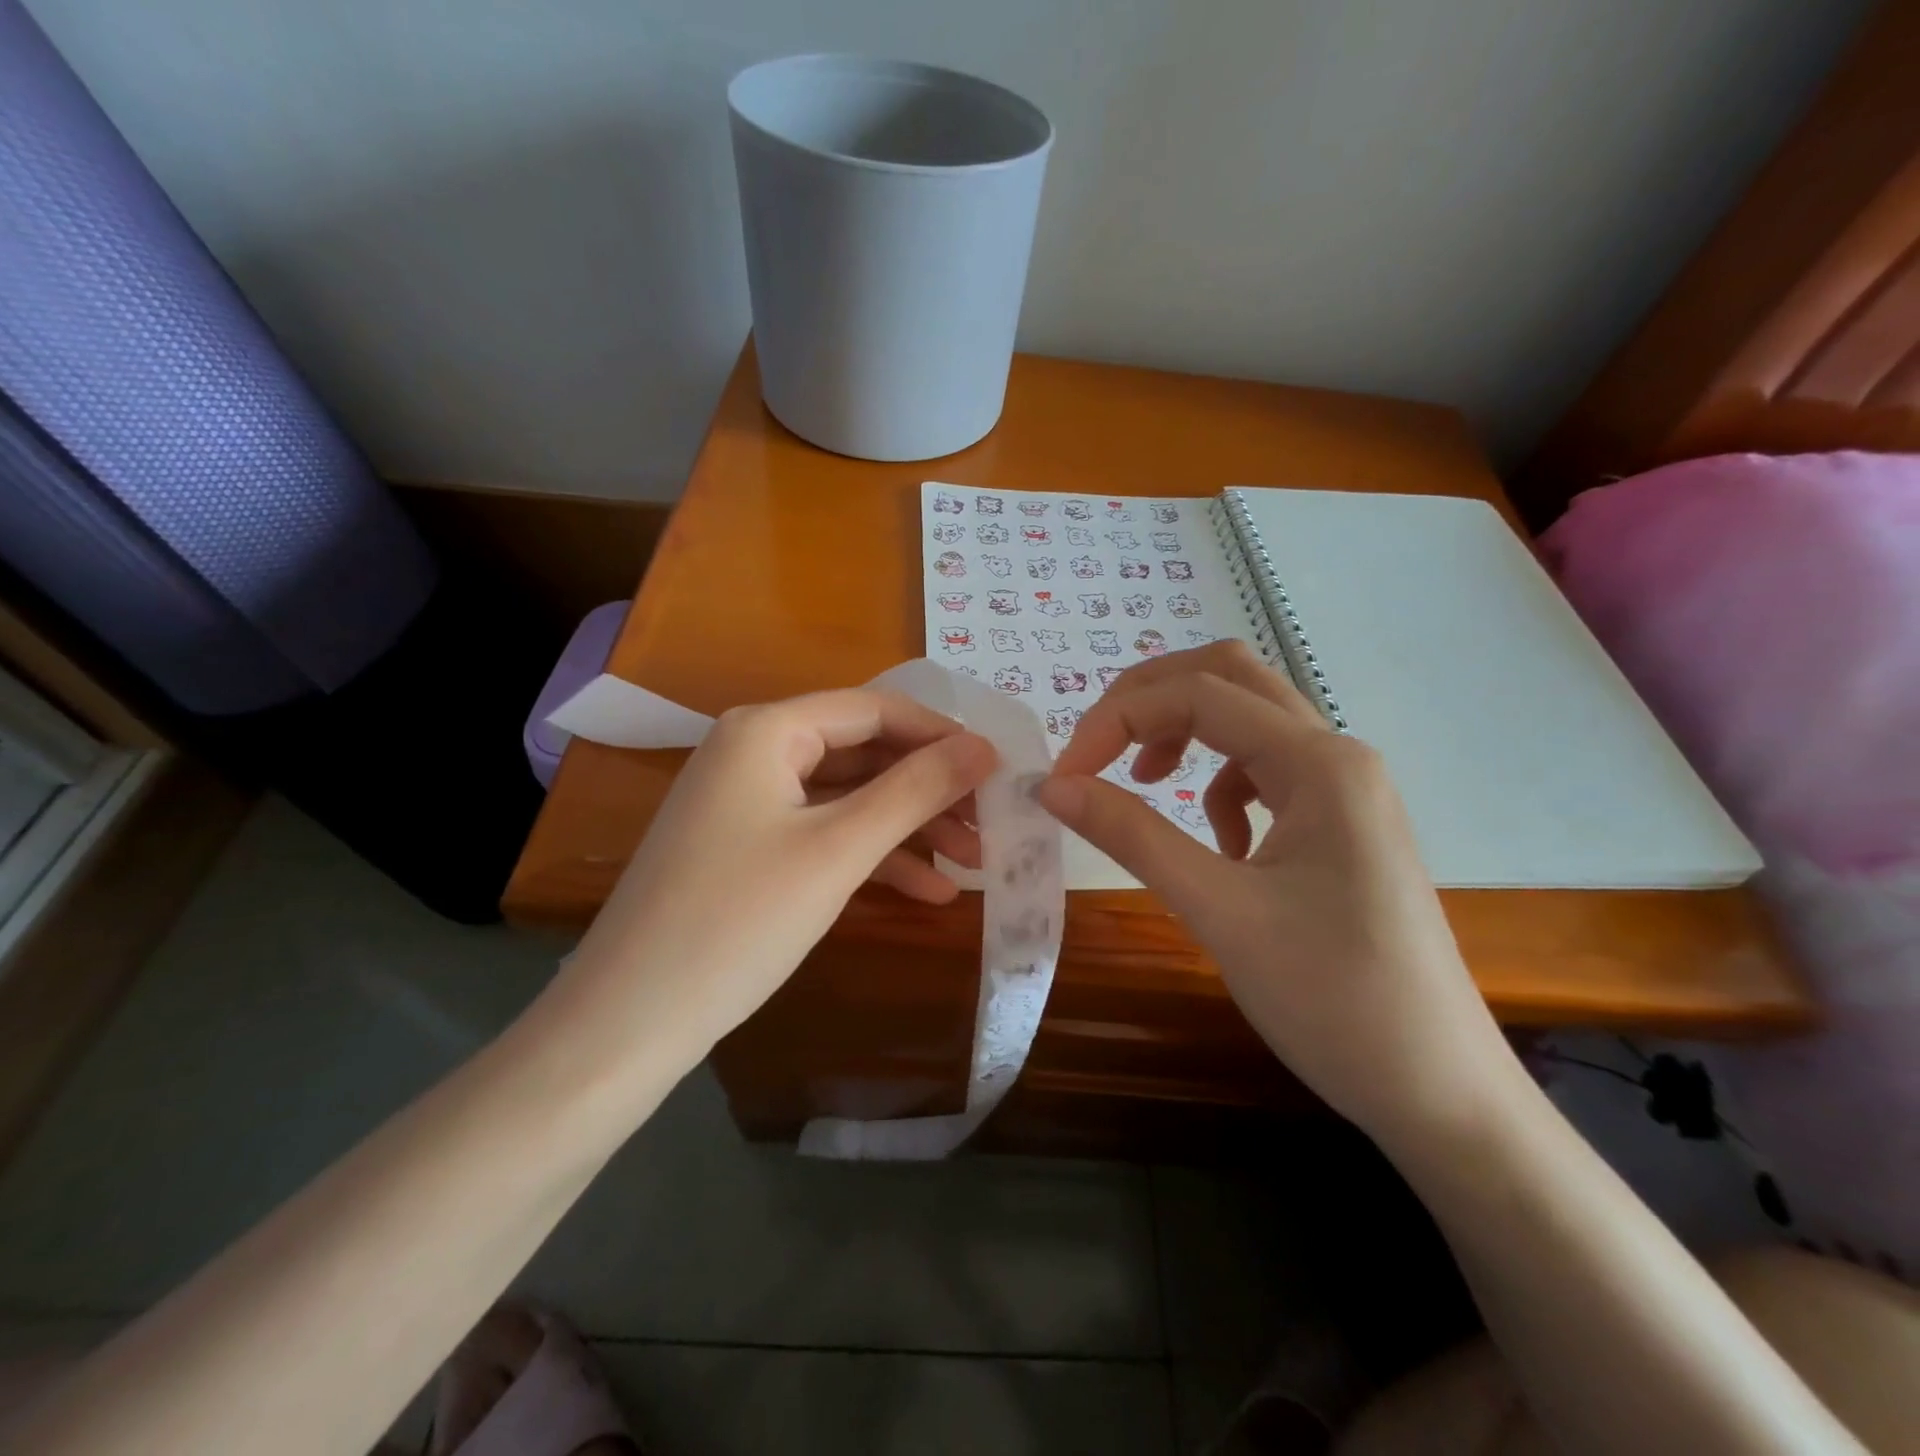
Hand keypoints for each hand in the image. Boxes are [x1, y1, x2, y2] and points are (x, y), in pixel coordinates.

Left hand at [550, 689, 996, 1071]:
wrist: (628, 1022)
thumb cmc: (739, 920)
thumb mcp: (839, 850)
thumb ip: (915, 790)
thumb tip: (985, 747)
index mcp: (767, 729)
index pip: (875, 709)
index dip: (941, 735)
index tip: (998, 770)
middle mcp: (754, 750)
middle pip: (864, 752)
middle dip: (929, 789)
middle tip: (990, 824)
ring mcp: (747, 800)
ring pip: (848, 797)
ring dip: (909, 827)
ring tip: (973, 863)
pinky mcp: (747, 846)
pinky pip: (822, 833)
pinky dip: (872, 856)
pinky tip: (926, 890)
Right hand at [1038, 642, 1521, 1140]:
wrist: (1440, 1091)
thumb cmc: (1332, 997)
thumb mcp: (1218, 909)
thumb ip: (1132, 834)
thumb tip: (1052, 787)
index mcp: (1320, 762)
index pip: (1198, 695)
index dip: (1117, 720)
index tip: (1064, 776)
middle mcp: (1338, 755)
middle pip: (1230, 678)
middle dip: (1151, 699)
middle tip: (1097, 747)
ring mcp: (1345, 789)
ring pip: (1249, 722)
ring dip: (1185, 737)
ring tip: (1147, 785)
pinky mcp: (1341, 824)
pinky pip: (1267, 773)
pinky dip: (1222, 788)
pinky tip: (1220, 847)